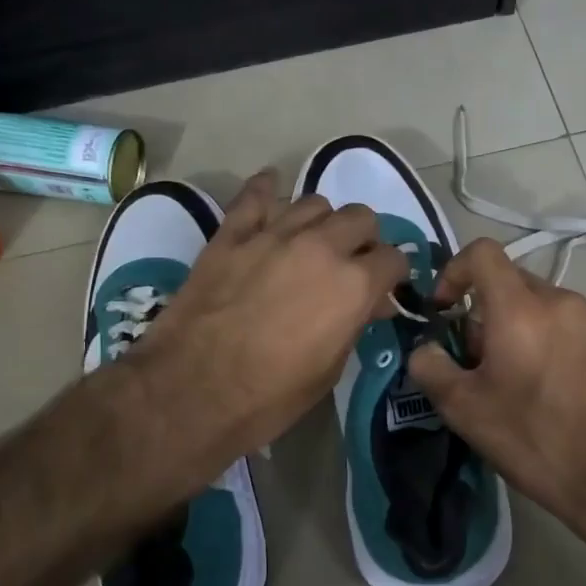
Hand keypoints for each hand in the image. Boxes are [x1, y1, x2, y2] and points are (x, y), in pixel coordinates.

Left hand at [122, 171, 406, 497]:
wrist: (191, 392)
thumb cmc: (270, 396)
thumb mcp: (329, 370)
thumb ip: (354, 324)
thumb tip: (368, 303)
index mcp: (353, 284)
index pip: (393, 257)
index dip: (392, 274)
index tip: (383, 287)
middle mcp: (321, 247)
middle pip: (360, 217)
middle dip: (363, 239)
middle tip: (350, 264)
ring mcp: (273, 235)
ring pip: (314, 203)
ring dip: (322, 222)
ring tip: (311, 243)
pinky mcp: (231, 235)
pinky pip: (254, 196)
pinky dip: (266, 190)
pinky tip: (270, 189)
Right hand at [407, 239, 585, 559]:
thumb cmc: (530, 437)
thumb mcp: (462, 407)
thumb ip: (429, 366)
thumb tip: (426, 349)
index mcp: (520, 307)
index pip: (481, 253)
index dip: (452, 271)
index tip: (444, 311)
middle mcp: (557, 300)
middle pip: (505, 280)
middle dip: (478, 310)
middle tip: (471, 359)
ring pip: (532, 302)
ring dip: (507, 325)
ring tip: (504, 377)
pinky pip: (556, 321)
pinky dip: (535, 336)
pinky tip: (535, 385)